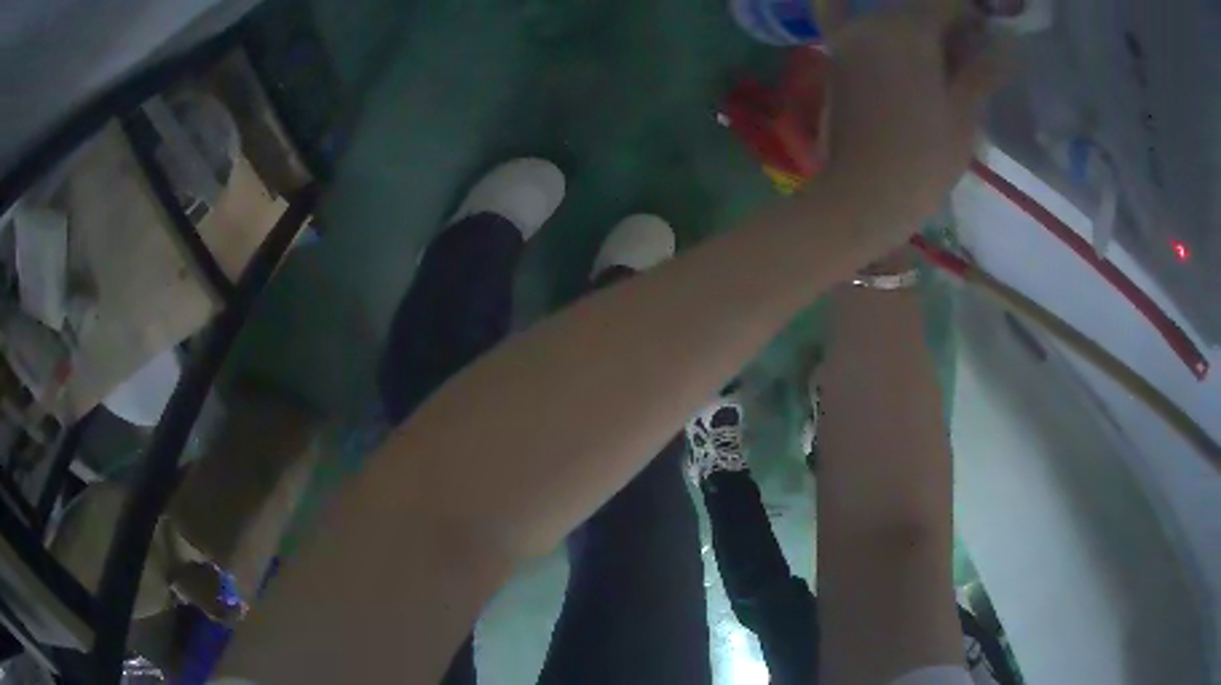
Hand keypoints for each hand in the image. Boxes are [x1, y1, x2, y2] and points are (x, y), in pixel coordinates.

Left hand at [822, 0, 1004, 242]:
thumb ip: (981, 72)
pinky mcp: (836, 59)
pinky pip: (861, 32)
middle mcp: (872, 23)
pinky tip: (902, 51)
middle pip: (916, 9)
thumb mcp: (962, 115)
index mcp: (908, 30)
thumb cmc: (923, 159)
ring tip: (946, 63)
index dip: (971, 13)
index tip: (987, 33)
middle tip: (971, 53)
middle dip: (947, 24)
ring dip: (920, 31)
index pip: (945, 3)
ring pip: (891, 19)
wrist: (863, 193)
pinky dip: (882, 33)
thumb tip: (1007, 47)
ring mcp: (849, 39)